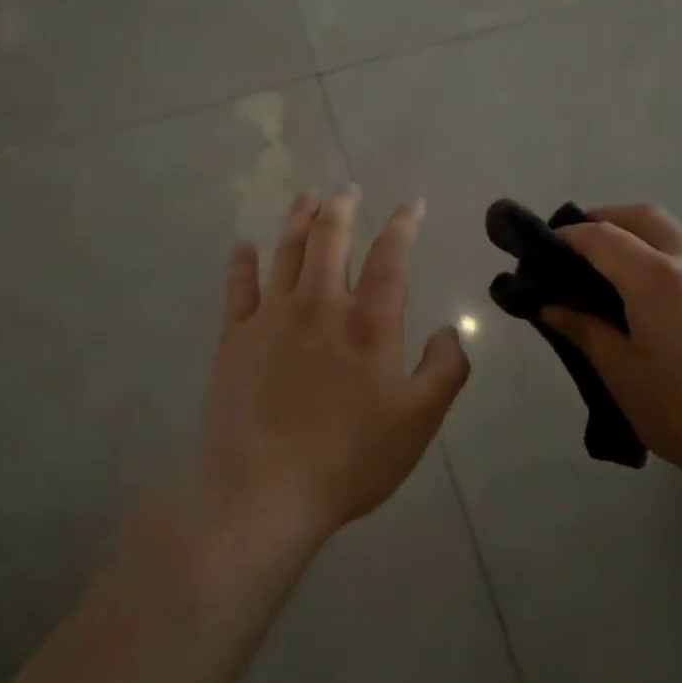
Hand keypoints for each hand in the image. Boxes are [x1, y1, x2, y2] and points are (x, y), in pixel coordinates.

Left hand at [195, 186, 470, 553]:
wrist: (263, 494)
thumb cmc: (350, 458)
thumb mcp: (420, 421)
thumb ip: (445, 369)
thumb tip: (447, 331)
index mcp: (369, 322)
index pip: (391, 256)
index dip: (403, 225)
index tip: (412, 205)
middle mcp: (320, 305)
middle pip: (330, 239)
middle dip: (342, 208)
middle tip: (347, 188)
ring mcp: (271, 318)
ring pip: (287, 252)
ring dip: (298, 219)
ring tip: (306, 197)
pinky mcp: (234, 339)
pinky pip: (238, 288)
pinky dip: (242, 263)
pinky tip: (243, 247)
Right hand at [540, 205, 681, 503]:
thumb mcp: (620, 372)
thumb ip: (584, 329)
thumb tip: (551, 306)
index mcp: (656, 277)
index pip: (603, 237)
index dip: (571, 236)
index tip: (547, 246)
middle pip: (644, 216)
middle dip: (606, 218)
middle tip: (579, 244)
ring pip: (676, 228)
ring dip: (641, 229)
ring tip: (616, 258)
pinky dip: (668, 247)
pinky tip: (658, 283)